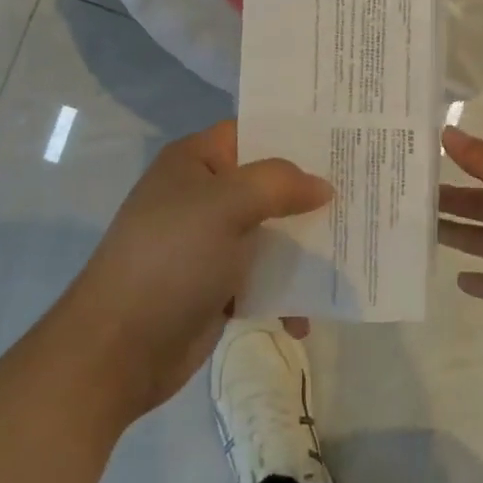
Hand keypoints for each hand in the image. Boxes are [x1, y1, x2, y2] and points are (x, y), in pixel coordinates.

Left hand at [57, 121, 329, 423]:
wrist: (117, 350)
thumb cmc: (170, 260)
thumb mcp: (225, 206)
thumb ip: (277, 185)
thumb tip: (323, 186)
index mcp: (196, 162)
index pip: (252, 132)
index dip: (295, 133)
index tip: (345, 138)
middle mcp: (204, 196)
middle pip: (268, 185)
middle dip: (311, 195)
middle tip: (365, 193)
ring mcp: (210, 243)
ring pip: (272, 234)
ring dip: (305, 248)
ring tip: (353, 253)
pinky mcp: (218, 286)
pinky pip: (264, 278)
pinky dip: (286, 294)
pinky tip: (307, 318)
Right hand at [438, 127, 482, 351]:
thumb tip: (446, 132)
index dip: (457, 164)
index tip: (416, 158)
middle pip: (480, 207)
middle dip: (449, 201)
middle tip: (404, 196)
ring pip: (481, 243)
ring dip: (455, 235)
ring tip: (416, 229)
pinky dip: (476, 283)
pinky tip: (455, 278)